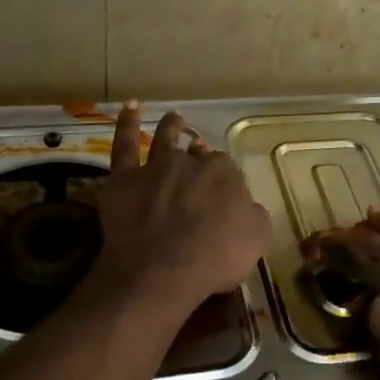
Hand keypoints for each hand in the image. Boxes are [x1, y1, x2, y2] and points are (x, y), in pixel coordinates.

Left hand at [91, 104, 269, 314]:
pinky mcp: (123, 179)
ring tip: (176, 117)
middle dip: (201, 157)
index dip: (225, 182)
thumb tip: (246, 205)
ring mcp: (155, 168)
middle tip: (201, 160)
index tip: (224, 194)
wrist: (161, 272)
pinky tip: (130, 107)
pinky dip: (127, 124)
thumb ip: (253, 214)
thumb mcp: (256, 239)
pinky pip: (124, 145)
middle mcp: (190, 163)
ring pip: (165, 140)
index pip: (227, 171)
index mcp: (224, 174)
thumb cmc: (214, 259)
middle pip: (197, 156)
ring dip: (172, 127)